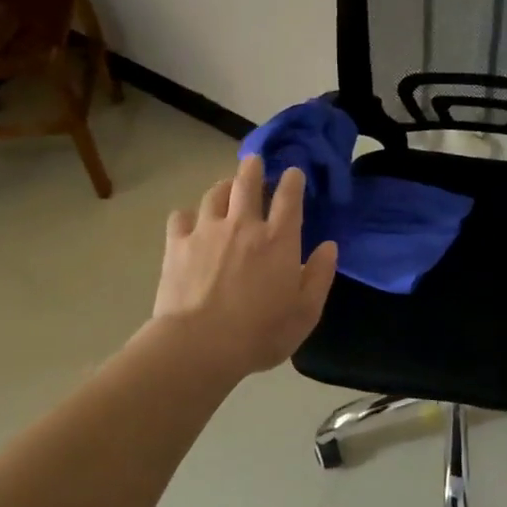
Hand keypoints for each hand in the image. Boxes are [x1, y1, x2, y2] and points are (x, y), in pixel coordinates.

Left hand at [153, 155, 338, 376]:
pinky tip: (190, 222)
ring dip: (224, 186)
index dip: (293, 180)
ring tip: (226, 187)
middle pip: (247, 182)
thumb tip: (329, 247)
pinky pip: (181, 217)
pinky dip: (188, 215)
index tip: (293, 172)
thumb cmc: (261, 333)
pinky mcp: (177, 244)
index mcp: (279, 240)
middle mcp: (243, 225)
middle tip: (255, 162)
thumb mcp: (305, 312)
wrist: (200, 345)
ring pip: (215, 194)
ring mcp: (207, 231)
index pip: (289, 197)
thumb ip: (319, 276)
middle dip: (254, 168)